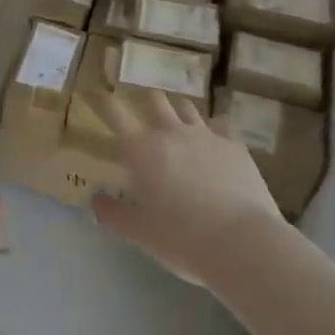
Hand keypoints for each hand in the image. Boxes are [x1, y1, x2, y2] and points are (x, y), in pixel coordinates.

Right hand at [90, 90, 283, 284]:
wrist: (242, 243)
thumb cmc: (182, 239)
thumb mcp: (140, 233)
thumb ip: (114, 214)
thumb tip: (95, 199)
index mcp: (143, 150)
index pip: (114, 113)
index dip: (100, 100)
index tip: (92, 92)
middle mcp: (172, 132)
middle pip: (154, 99)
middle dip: (145, 100)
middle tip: (143, 113)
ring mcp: (206, 135)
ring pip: (187, 107)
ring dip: (177, 112)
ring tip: (178, 126)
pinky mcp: (235, 146)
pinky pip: (220, 126)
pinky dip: (212, 131)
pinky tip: (214, 145)